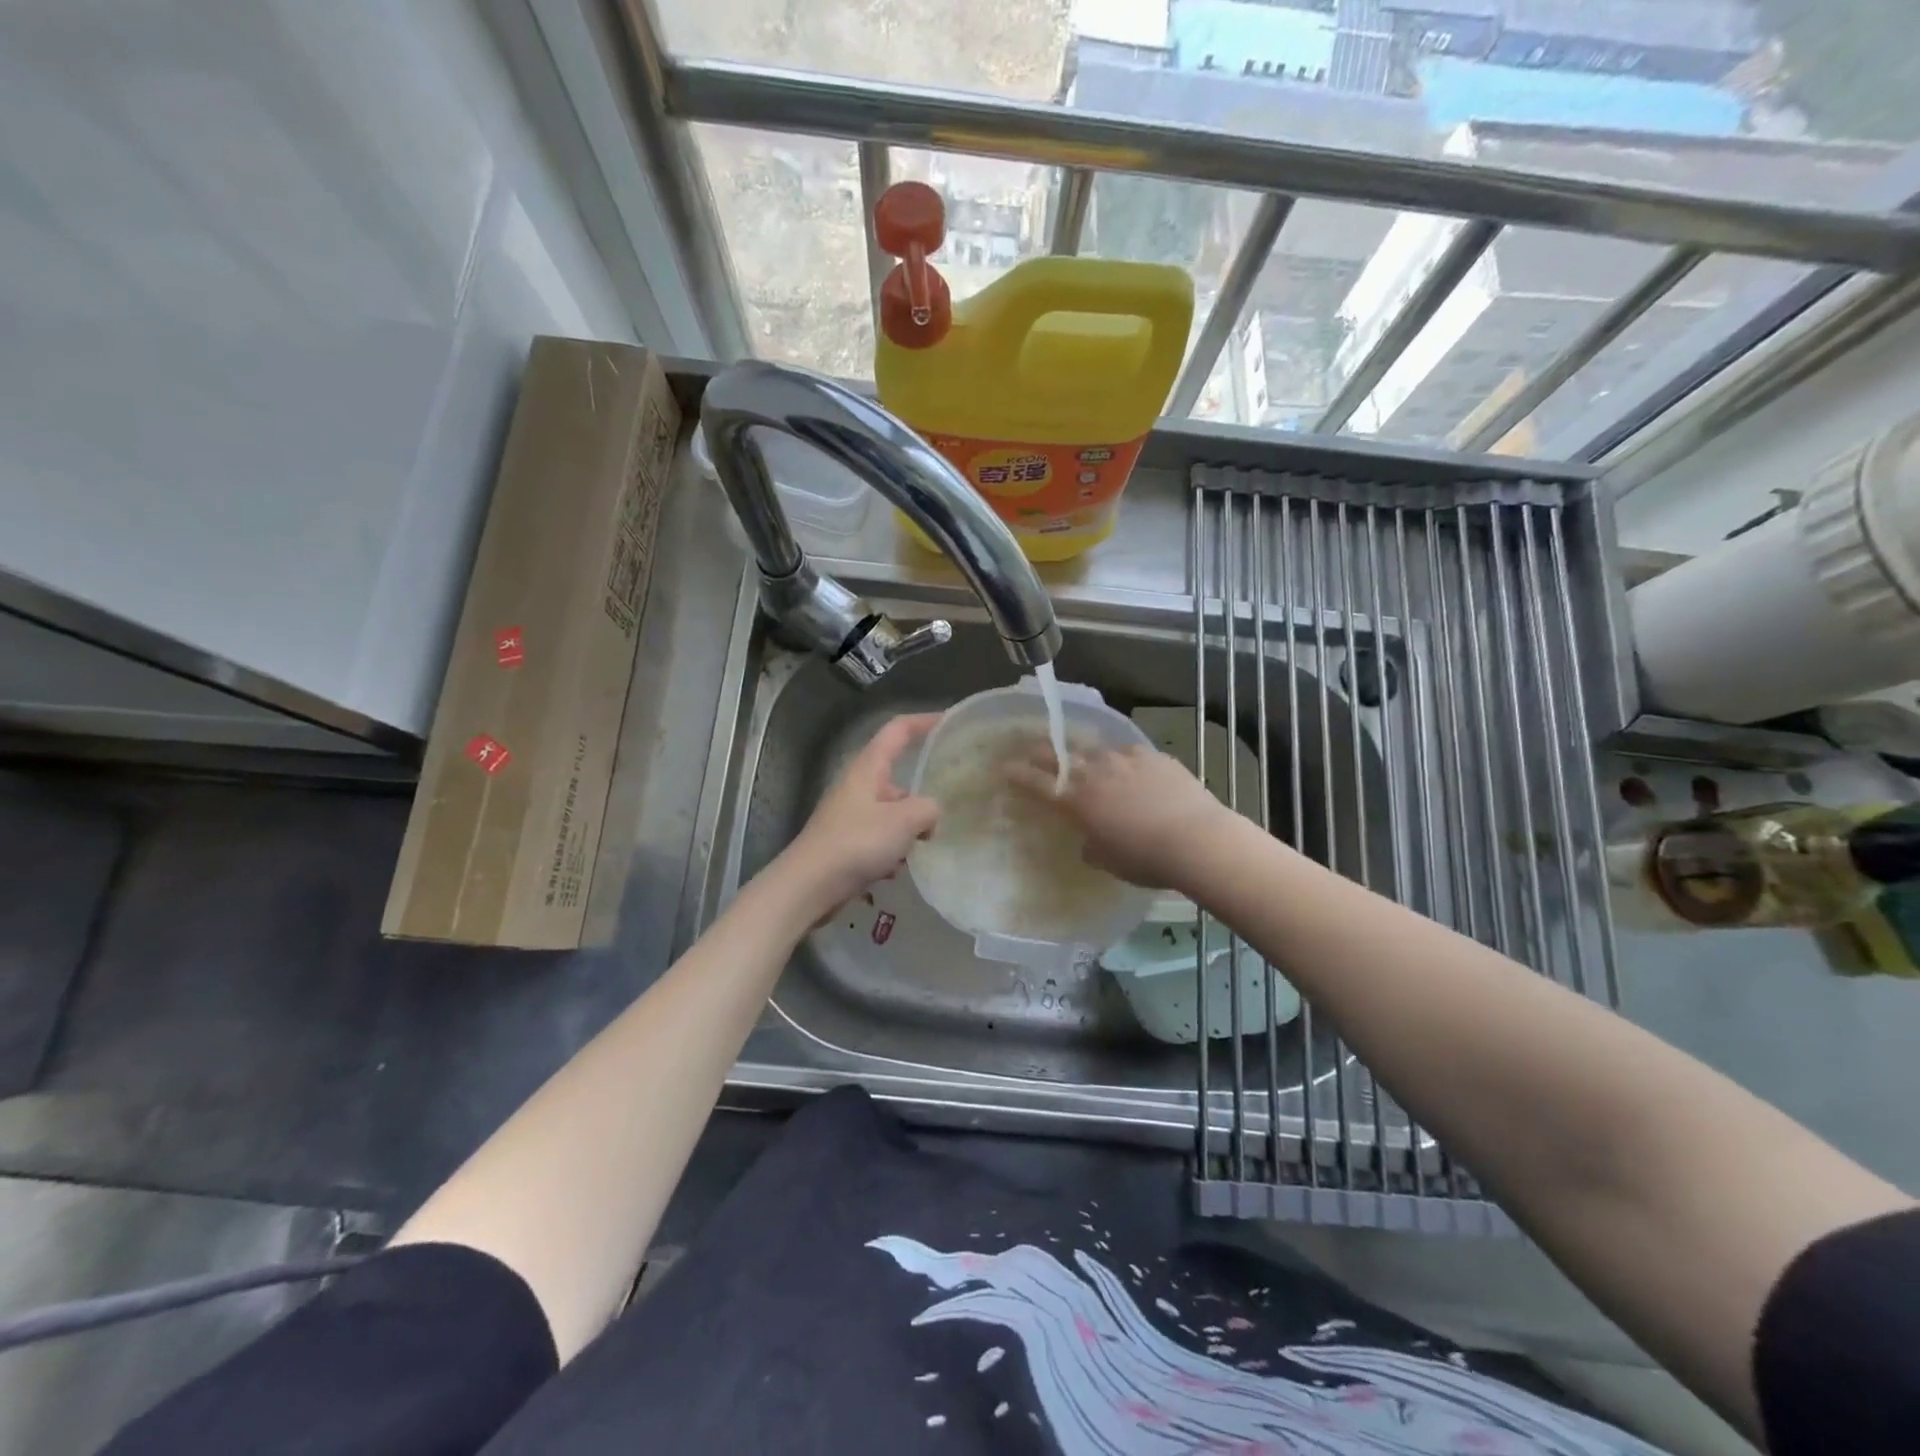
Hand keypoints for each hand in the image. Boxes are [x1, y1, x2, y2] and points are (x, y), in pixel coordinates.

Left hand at [780, 714, 941, 914]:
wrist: (809, 886)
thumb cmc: (857, 843)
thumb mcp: (904, 821)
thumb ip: (928, 809)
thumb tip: (931, 813)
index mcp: (868, 768)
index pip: (898, 730)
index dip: (924, 721)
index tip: (950, 721)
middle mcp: (857, 785)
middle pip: (897, 777)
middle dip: (921, 795)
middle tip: (946, 808)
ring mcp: (850, 814)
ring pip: (892, 811)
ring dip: (908, 829)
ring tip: (918, 848)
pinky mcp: (847, 841)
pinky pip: (880, 837)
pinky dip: (892, 850)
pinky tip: (893, 870)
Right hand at [1007, 744, 1227, 890]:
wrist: (1197, 840)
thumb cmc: (1146, 859)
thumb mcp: (1109, 861)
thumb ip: (1093, 846)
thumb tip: (1091, 840)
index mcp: (1077, 801)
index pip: (1037, 782)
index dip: (1018, 774)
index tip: (1005, 767)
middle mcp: (1096, 772)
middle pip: (1060, 756)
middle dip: (1042, 753)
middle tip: (1033, 751)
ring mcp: (1126, 759)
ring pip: (1096, 750)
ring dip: (1087, 756)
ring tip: (1089, 761)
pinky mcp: (1154, 755)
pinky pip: (1130, 753)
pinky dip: (1124, 761)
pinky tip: (1132, 769)